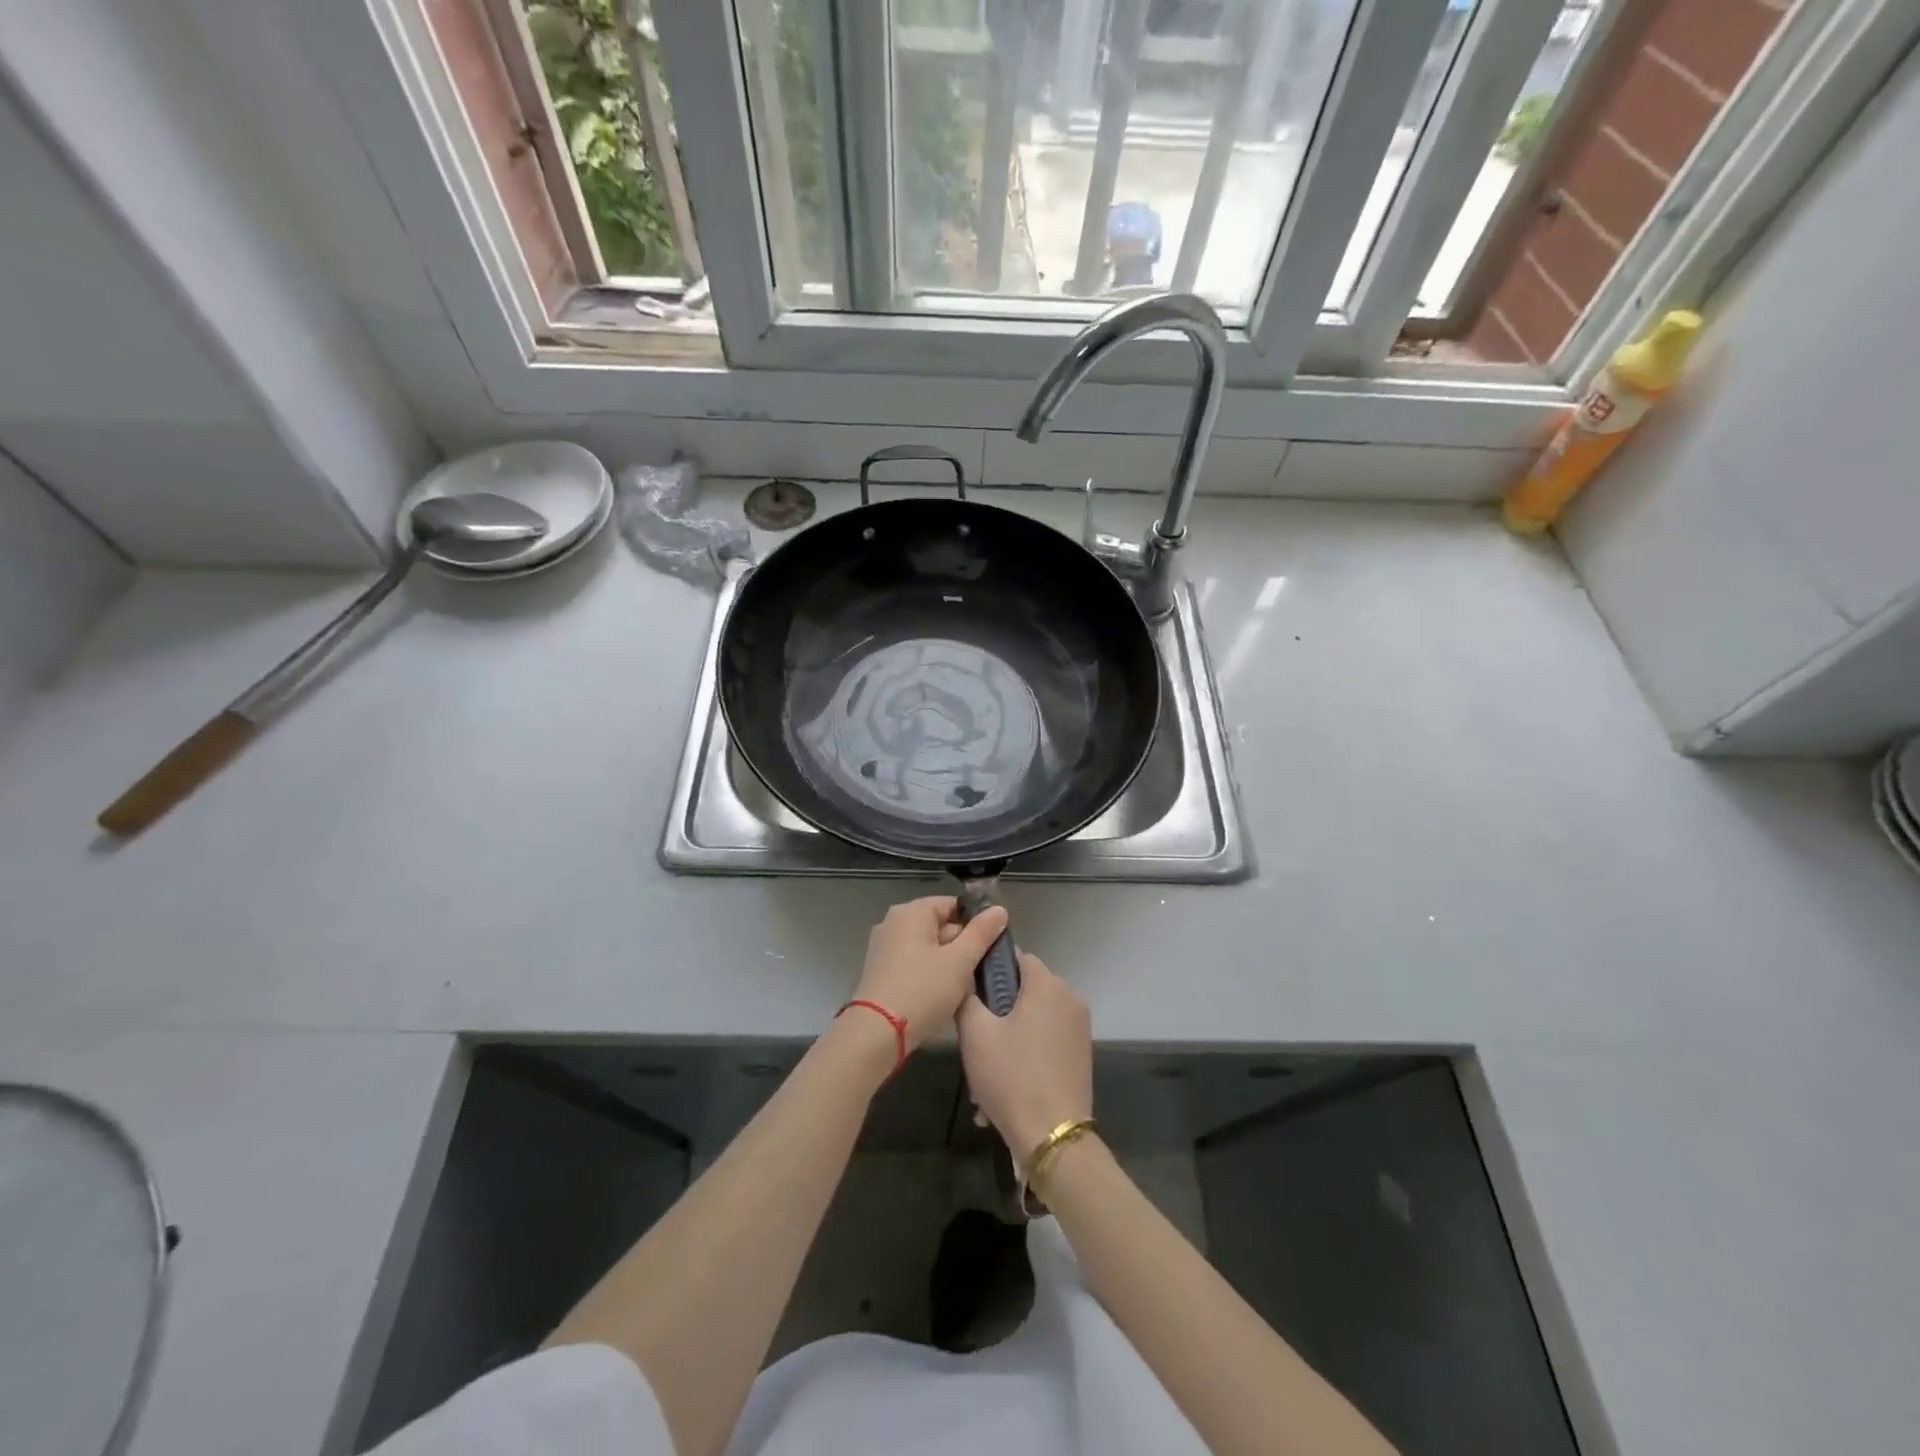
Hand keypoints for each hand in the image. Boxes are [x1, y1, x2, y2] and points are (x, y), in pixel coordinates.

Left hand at [852, 896, 1010, 1054]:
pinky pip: (914, 963)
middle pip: (939, 925)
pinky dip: (929, 974)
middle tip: (978, 971)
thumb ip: (981, 933)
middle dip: (962, 946)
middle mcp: (893, 922)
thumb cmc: (922, 990)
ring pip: (928, 947)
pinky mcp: (880, 970)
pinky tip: (941, 996)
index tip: (991, 946)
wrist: (876, 1033)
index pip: (953, 905)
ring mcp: (884, 947)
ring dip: (948, 963)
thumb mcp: (960, 961)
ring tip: (963, 987)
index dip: (976, 923)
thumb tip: (999, 909)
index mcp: (911, 912)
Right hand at [957, 951, 1092, 1158]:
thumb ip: (966, 997)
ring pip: (1031, 1023)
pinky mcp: (1081, 1057)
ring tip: (982, 1083)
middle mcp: (1070, 999)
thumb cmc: (1011, 1075)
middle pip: (1023, 993)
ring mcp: (1079, 1030)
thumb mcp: (975, 1033)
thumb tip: (966, 980)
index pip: (1016, 957)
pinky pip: (1044, 1046)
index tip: (969, 996)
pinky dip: (1023, 1060)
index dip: (989, 971)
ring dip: (1006, 1044)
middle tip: (972, 1046)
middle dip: (995, 1016)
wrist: (1053, 1137)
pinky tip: (1001, 1096)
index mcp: (1047, 985)